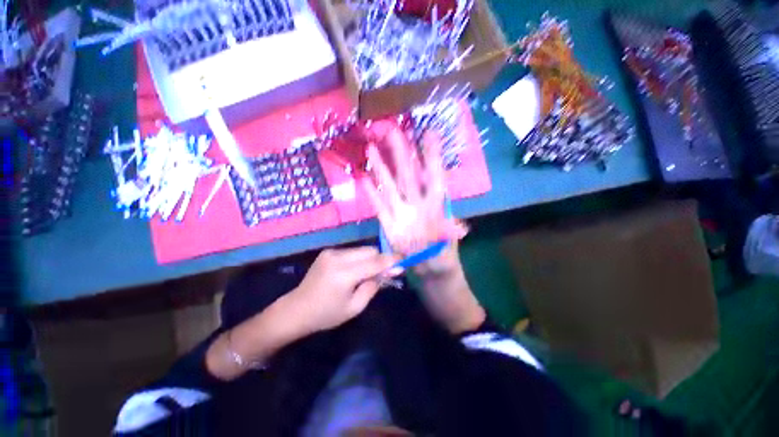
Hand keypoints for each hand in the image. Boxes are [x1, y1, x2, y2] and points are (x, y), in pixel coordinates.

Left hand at [284, 247, 397, 333]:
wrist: (296, 309)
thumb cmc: (326, 314)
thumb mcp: (354, 307)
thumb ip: (373, 287)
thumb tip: (387, 272)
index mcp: (344, 274)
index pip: (375, 262)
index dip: (391, 260)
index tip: (404, 259)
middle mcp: (338, 257)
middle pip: (370, 251)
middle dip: (380, 260)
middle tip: (383, 274)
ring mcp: (331, 252)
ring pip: (362, 250)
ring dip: (369, 259)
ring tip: (365, 274)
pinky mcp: (328, 252)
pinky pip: (352, 252)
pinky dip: (359, 259)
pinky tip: (353, 271)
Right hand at [362, 124, 467, 276]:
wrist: (430, 272)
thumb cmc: (443, 259)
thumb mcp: (448, 249)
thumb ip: (450, 237)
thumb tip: (461, 228)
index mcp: (435, 207)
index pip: (434, 177)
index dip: (432, 156)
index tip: (429, 134)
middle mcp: (417, 204)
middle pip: (408, 175)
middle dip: (401, 153)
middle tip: (392, 131)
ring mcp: (401, 213)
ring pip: (390, 186)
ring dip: (382, 169)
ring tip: (372, 149)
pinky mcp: (389, 225)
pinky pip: (379, 207)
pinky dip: (372, 195)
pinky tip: (364, 180)